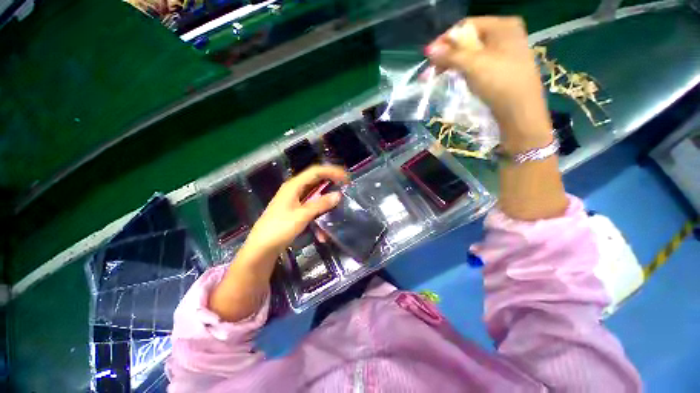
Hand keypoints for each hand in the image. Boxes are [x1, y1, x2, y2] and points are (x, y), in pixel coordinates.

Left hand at [243, 165, 348, 259]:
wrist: (261, 248)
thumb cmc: (279, 228)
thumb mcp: (302, 215)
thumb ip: (320, 204)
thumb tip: (338, 195)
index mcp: (294, 185)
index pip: (316, 171)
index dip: (332, 171)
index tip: (346, 178)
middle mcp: (294, 189)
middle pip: (316, 180)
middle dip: (331, 182)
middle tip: (345, 186)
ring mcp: (294, 199)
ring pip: (315, 194)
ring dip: (326, 201)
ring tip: (337, 205)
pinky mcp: (294, 210)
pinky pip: (311, 207)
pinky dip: (318, 214)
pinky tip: (322, 232)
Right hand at [426, 17, 551, 151]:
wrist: (520, 111)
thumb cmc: (499, 82)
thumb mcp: (472, 65)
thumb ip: (450, 55)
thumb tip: (429, 50)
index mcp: (503, 25)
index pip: (467, 25)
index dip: (445, 39)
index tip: (429, 54)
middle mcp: (506, 34)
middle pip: (469, 39)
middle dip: (448, 53)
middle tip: (432, 68)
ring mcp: (506, 52)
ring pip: (473, 53)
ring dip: (454, 62)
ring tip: (440, 74)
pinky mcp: (503, 69)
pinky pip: (479, 64)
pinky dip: (465, 69)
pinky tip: (456, 77)